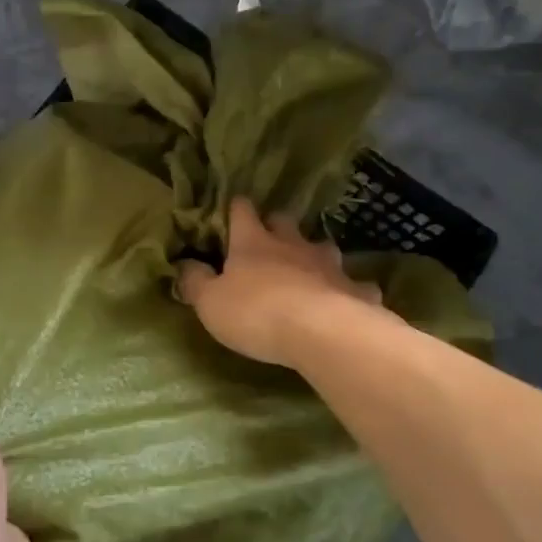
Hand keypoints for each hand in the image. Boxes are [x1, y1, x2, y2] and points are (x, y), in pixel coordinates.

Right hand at [178, 198, 385, 366]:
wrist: (323, 333)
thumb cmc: (257, 313)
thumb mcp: (210, 303)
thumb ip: (195, 282)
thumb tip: (184, 264)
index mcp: (253, 242)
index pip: (242, 210)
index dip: (236, 208)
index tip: (232, 210)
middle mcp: (293, 244)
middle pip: (285, 222)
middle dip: (278, 227)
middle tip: (270, 242)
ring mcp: (329, 264)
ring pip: (323, 247)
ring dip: (315, 256)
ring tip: (310, 272)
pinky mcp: (358, 289)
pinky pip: (355, 285)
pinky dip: (350, 291)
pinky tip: (349, 302)